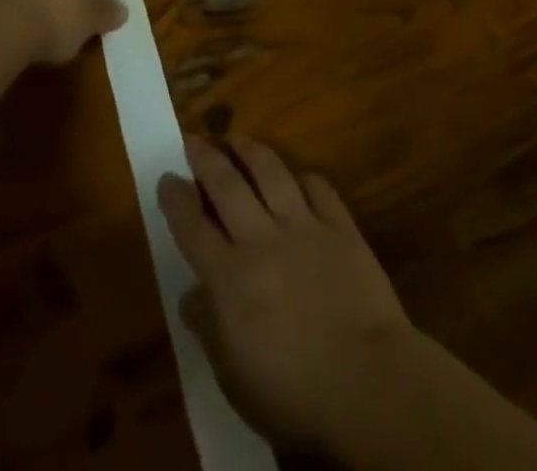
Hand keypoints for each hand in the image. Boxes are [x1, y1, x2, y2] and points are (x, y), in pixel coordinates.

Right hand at [159, 136, 415, 451]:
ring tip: (240, 140)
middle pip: (227, 185)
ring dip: (252, 152)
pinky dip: (306, 179)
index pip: (192, 227)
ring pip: (272, 172)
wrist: (369, 386)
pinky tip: (300, 178)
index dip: (175, 199)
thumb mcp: (236, 380)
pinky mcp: (342, 228)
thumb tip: (191, 297)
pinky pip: (320, 189)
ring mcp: (304, 228)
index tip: (166, 178)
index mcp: (230, 277)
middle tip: (194, 140)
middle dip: (206, 158)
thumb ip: (210, 331)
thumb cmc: (295, 396)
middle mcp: (262, 239)